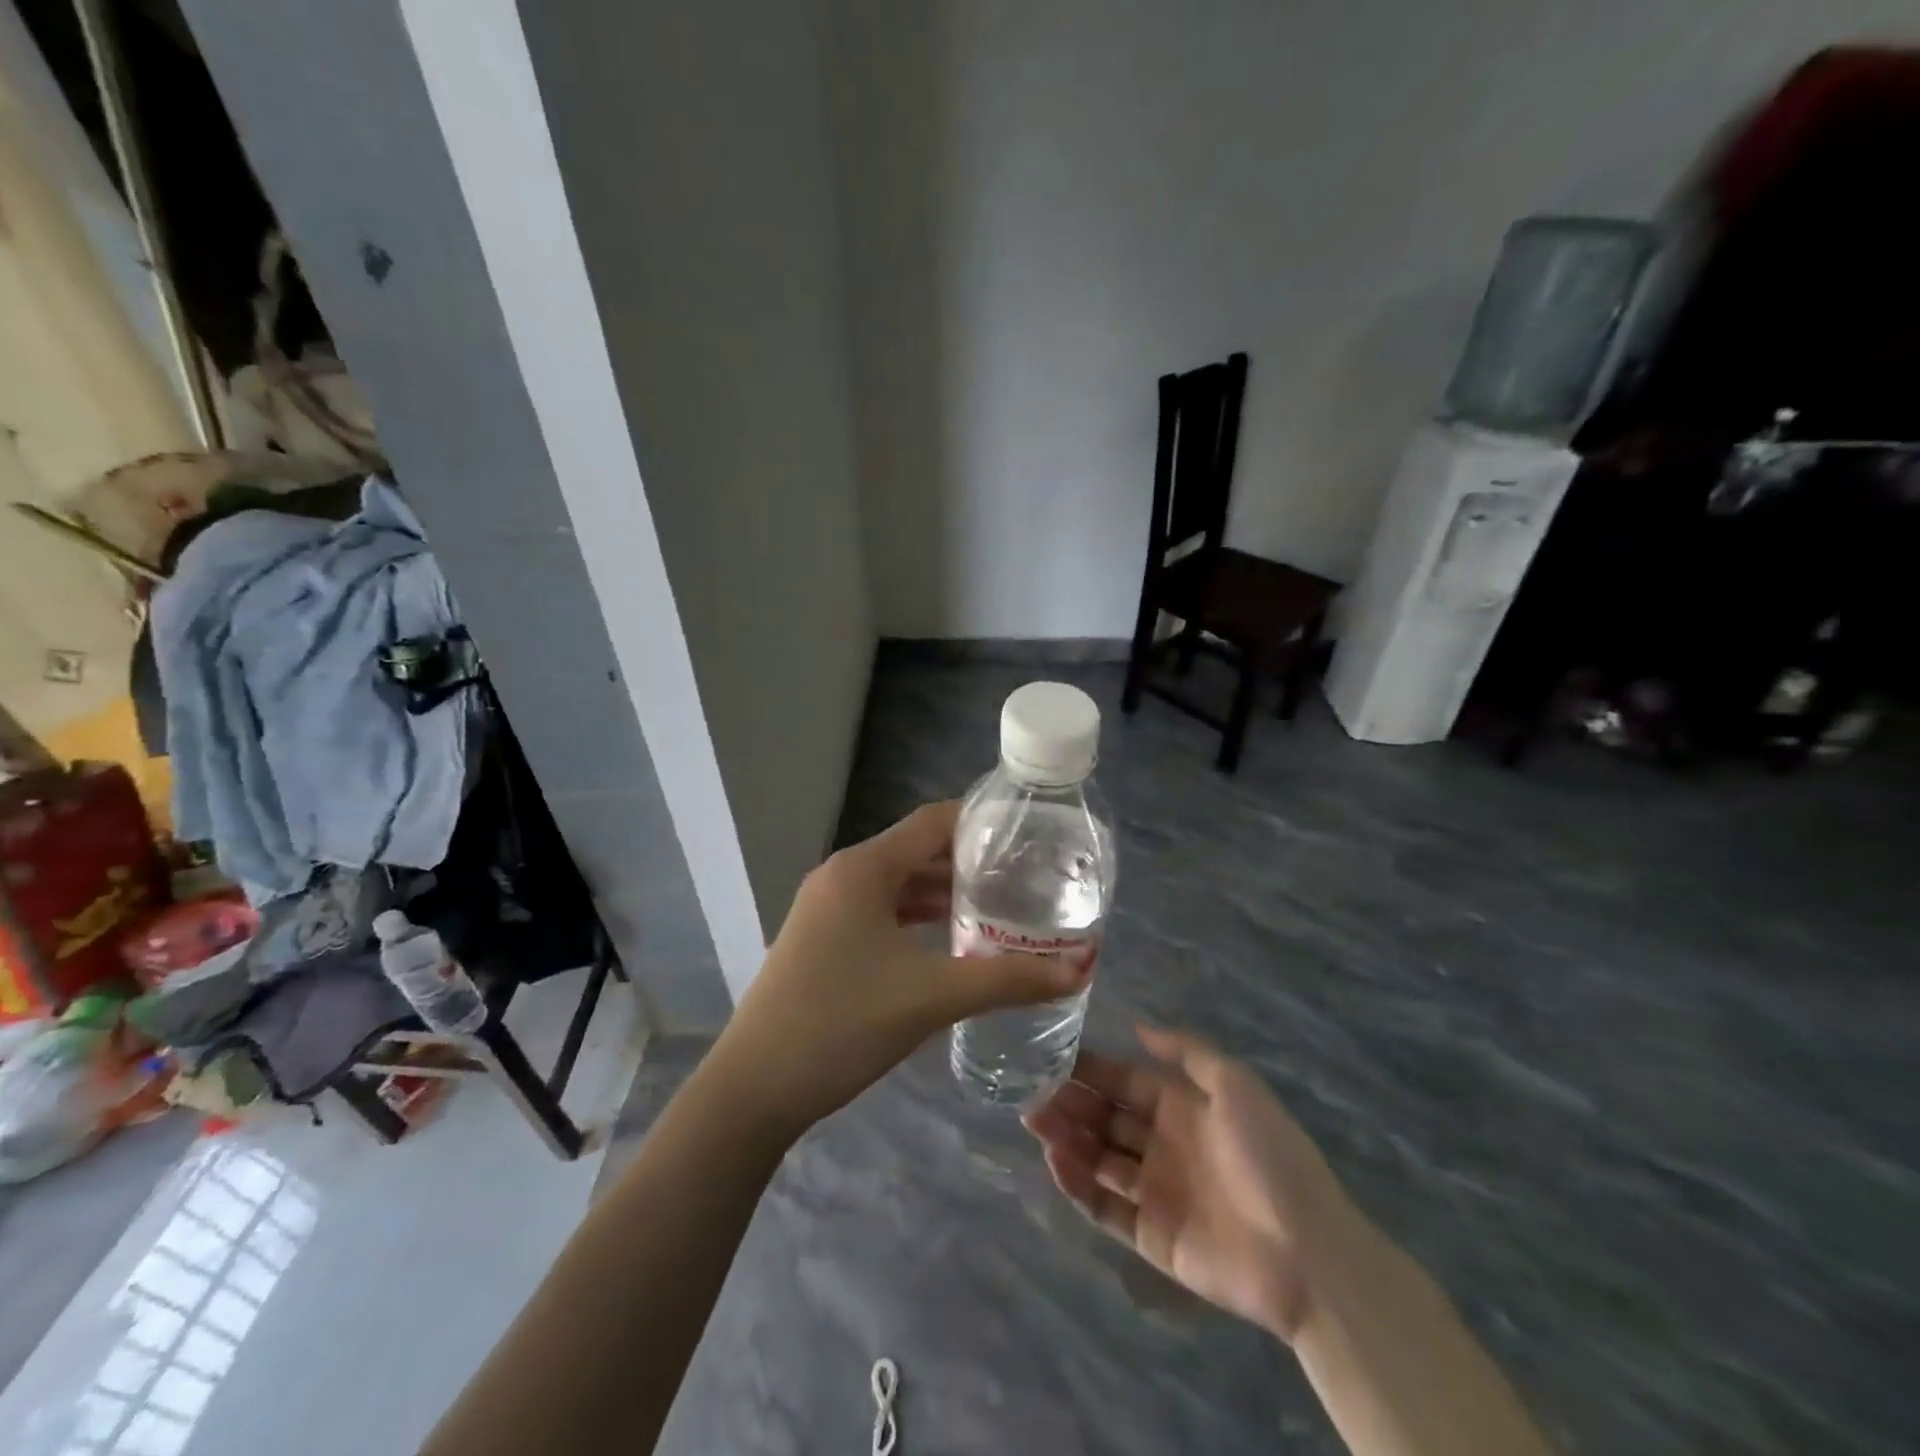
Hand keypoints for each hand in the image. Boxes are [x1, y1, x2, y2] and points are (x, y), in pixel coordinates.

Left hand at [707, 801, 1088, 1138]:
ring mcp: (827, 908)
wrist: (753, 1089)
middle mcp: (843, 876)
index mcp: (863, 868)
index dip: (982, 822)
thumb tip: (1078, 971)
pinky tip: (952, 943)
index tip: (1031, 834)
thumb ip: (1006, 980)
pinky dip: (918, 918)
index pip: (933, 822)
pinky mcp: (823, 939)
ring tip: (1001, 909)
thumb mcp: (930, 998)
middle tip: (1027, 877)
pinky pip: (881, 912)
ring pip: (899, 885)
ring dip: (945, 894)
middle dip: (970, 862)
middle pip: (917, 852)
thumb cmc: (841, 1025)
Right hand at [1026, 1027, 1348, 1340]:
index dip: (1090, 1070)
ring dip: (1066, 1139)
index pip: (1124, 1082)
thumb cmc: (1269, 1156)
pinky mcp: (1151, 1236)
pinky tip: (1056, 1161)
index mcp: (1182, 1107)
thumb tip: (1138, 1027)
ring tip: (1033, 1120)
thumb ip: (1186, 1051)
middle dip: (1069, 1103)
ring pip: (1098, 1158)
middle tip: (1030, 1091)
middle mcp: (1164, 1144)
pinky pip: (1105, 1207)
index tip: (1050, 1056)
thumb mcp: (1235, 1084)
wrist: (1307, 1252)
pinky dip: (1078, 1185)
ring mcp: (1156, 1192)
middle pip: (1105, 1119)